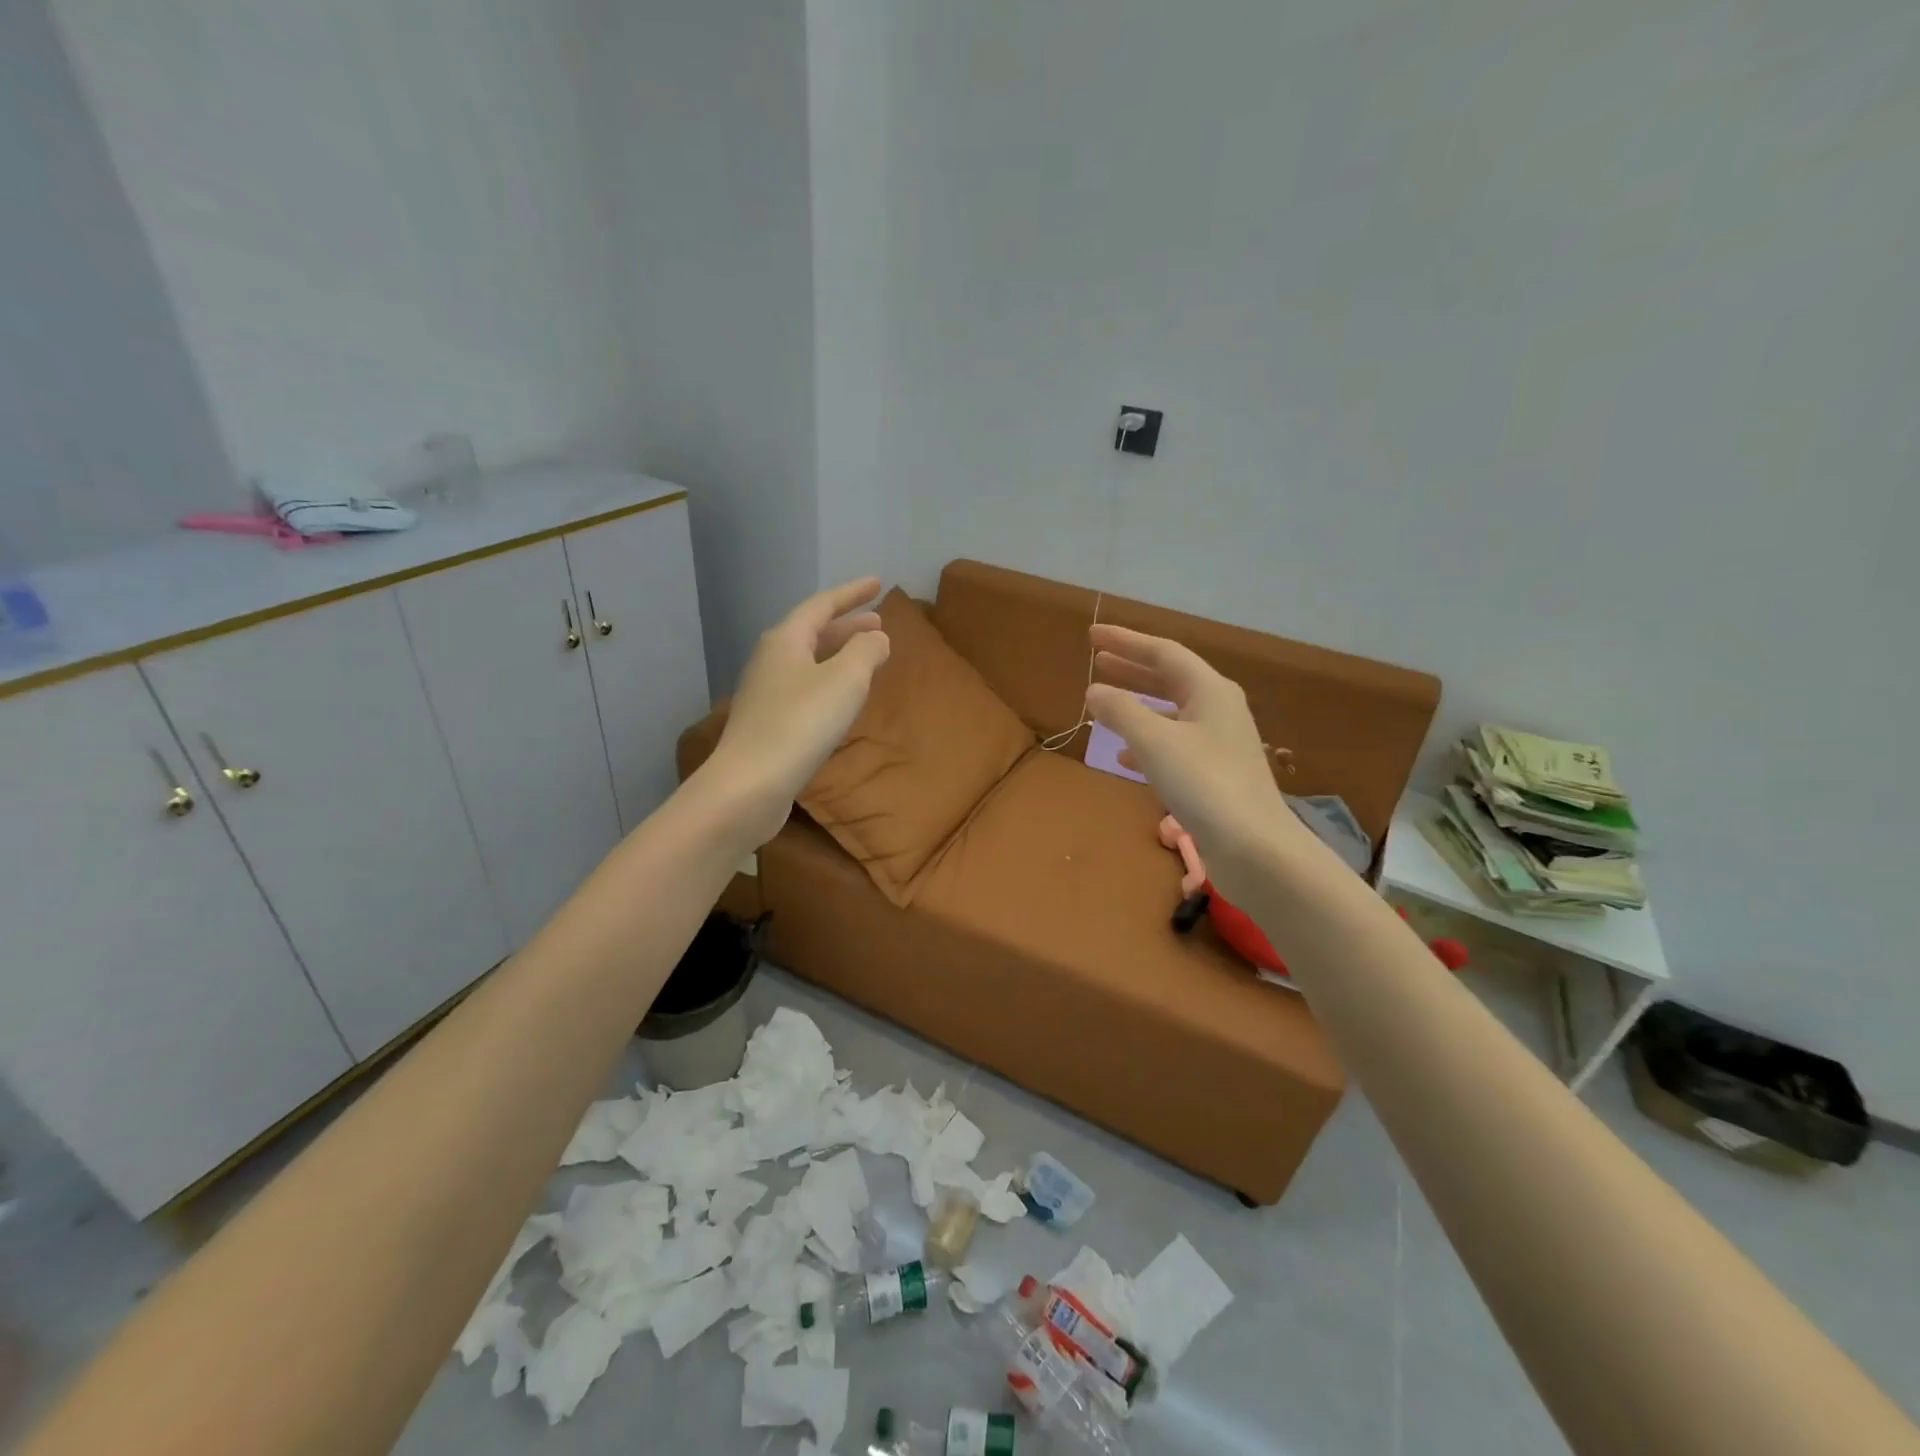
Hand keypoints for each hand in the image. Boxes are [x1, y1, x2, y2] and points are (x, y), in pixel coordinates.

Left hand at [704, 577, 890, 846]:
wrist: (749, 785)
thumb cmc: (801, 724)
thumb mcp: (845, 680)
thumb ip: (865, 651)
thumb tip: (875, 637)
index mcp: (785, 640)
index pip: (822, 605)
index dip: (852, 593)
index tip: (878, 584)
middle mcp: (770, 660)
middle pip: (812, 632)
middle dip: (847, 625)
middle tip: (878, 622)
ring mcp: (765, 693)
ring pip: (808, 662)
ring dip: (838, 654)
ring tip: (866, 658)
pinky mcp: (767, 723)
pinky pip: (804, 689)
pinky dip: (829, 682)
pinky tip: (841, 700)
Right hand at [1084, 625, 1303, 904]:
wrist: (1253, 847)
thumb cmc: (1203, 782)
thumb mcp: (1154, 741)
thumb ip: (1121, 710)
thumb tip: (1095, 690)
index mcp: (1210, 690)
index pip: (1163, 652)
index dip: (1125, 641)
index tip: (1092, 636)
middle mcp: (1218, 709)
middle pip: (1170, 678)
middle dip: (1132, 668)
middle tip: (1098, 660)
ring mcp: (1219, 743)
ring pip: (1171, 712)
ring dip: (1137, 705)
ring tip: (1105, 705)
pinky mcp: (1216, 774)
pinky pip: (1174, 744)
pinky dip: (1147, 741)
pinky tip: (1126, 756)